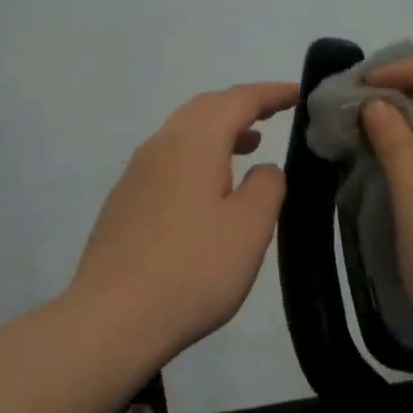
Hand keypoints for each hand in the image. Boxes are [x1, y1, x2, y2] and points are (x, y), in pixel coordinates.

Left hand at [71, 82, 297, 362]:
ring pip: (182, 136)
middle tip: (274, 114)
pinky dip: (197, 159)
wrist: (114, 318)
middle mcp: (158, 148)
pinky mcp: (123, 205)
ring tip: (249, 147)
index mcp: (192, 143)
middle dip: (241, 107)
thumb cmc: (193, 269)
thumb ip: (266, 186)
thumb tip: (262, 168)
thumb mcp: (249, 227)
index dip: (270, 94)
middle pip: (203, 110)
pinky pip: (167, 163)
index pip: (237, 100)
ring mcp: (134, 176)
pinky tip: (208, 190)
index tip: (299, 94)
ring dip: (218, 133)